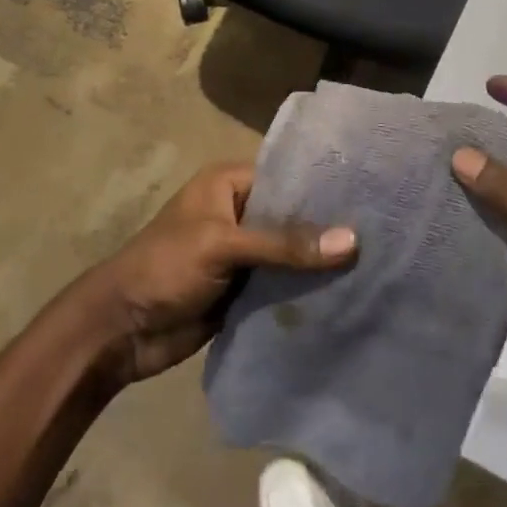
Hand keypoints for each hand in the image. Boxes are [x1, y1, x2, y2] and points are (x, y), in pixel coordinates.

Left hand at [76, 163, 355, 388]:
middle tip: (386, 233)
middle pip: (293, 217)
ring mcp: (243, 253)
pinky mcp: (245, 289)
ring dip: (321, 264)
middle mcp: (240, 212)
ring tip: (378, 265)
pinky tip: (348, 295)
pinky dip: (306, 290)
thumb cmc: (165, 268)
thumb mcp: (222, 245)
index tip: (373, 196)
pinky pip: (283, 284)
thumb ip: (284, 244)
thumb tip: (352, 241)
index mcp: (229, 183)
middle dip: (329, 229)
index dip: (325, 187)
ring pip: (292, 253)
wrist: (121, 330)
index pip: (287, 176)